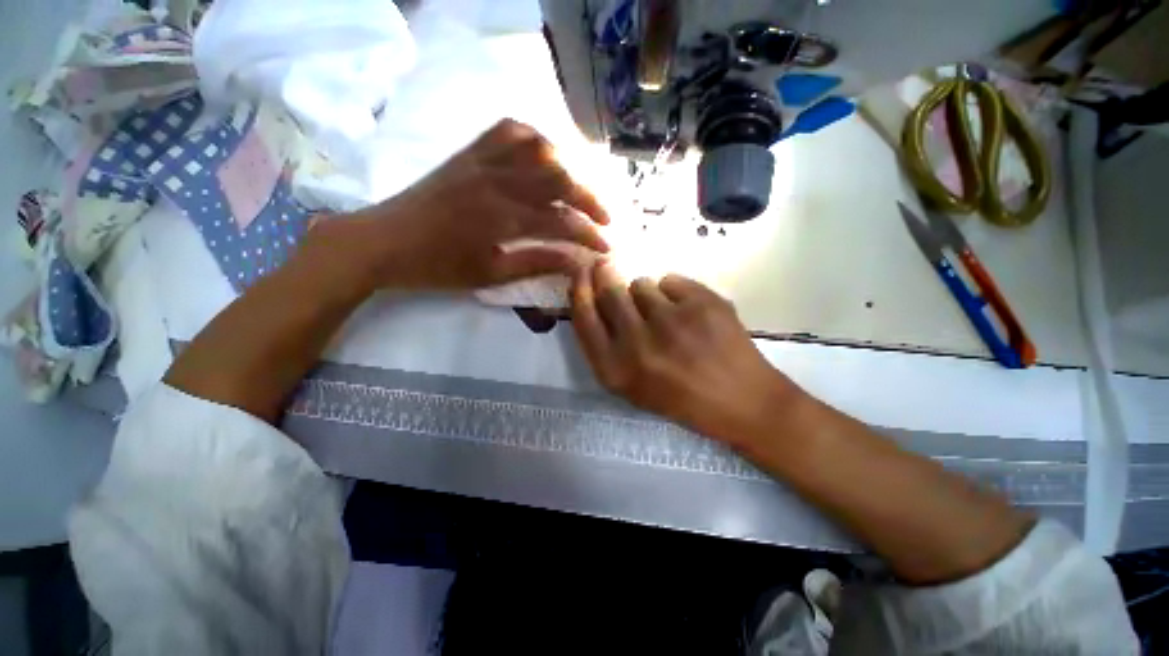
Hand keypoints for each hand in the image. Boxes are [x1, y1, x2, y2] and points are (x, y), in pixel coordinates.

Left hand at [344, 119, 609, 290]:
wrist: (384, 241)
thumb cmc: (438, 267)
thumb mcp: (491, 275)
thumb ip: (537, 263)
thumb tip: (576, 261)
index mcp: (502, 217)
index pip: (561, 221)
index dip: (589, 235)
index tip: (607, 247)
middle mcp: (498, 180)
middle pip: (559, 179)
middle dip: (590, 200)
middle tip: (604, 218)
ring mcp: (483, 160)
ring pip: (540, 149)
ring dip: (568, 167)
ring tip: (578, 189)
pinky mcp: (470, 152)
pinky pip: (508, 131)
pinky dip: (535, 139)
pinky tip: (545, 155)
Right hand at [570, 260, 802, 448]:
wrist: (743, 401)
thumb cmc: (681, 398)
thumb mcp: (632, 385)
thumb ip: (606, 346)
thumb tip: (593, 296)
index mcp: (616, 370)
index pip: (584, 316)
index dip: (579, 288)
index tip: (581, 271)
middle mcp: (638, 344)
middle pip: (610, 291)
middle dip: (608, 277)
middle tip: (611, 270)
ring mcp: (672, 322)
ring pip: (641, 283)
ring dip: (646, 294)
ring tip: (666, 314)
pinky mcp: (702, 304)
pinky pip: (671, 280)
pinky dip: (675, 292)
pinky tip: (690, 313)